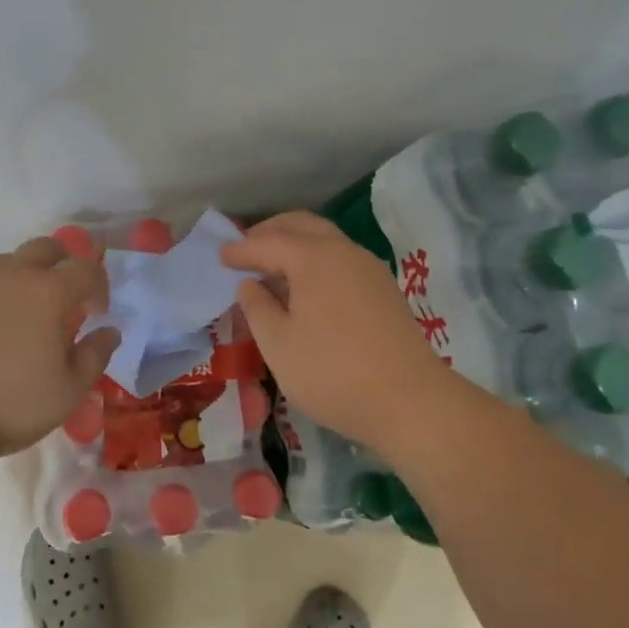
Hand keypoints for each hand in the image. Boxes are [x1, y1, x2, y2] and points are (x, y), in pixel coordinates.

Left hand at [0, 237, 120, 461]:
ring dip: (28, 276)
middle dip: (64, 265)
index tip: (98, 312)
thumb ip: (95, 356)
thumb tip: (109, 332)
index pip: (86, 268)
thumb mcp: (69, 390)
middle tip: (67, 298)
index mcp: (49, 292)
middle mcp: (14, 276)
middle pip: (46, 248)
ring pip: (10, 261)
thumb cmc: (11, 403)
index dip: (99, 285)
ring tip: (29, 312)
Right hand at [222, 211, 457, 454]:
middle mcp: (344, 251)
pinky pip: (341, 259)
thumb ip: (258, 308)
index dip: (241, 249)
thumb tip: (250, 284)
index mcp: (314, 258)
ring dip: (295, 244)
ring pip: (325, 240)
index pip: (268, 242)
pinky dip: (315, 260)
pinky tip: (305, 289)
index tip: (219, 257)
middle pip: (301, 225)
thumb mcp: (278, 345)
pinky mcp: (384, 289)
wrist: (409, 401)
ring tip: (272, 270)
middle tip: (245, 250)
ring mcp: (369, 269)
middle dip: (270, 232)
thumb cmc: (332, 372)